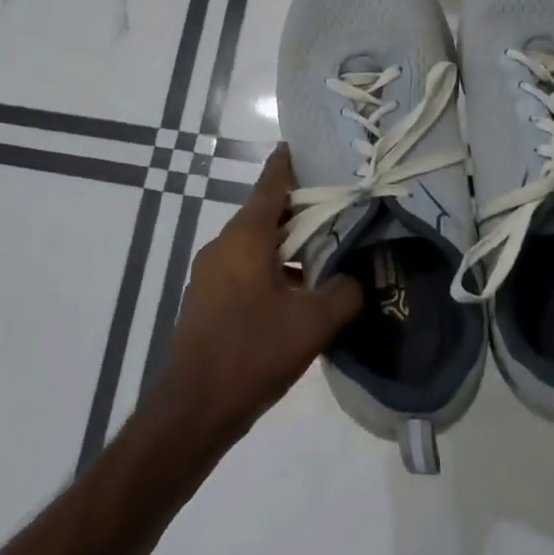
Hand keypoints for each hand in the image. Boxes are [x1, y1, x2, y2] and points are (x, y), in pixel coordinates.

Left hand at [158, 146, 362, 445]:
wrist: (195, 407)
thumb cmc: (254, 352)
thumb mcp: (313, 324)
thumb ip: (344, 293)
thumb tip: (358, 277)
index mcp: (245, 238)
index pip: (270, 186)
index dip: (288, 164)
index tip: (304, 147)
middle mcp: (223, 246)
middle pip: (264, 214)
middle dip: (298, 209)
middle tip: (335, 205)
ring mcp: (210, 273)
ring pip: (254, 244)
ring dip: (285, 243)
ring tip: (323, 250)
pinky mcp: (208, 298)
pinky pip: (243, 267)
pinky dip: (269, 266)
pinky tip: (296, 289)